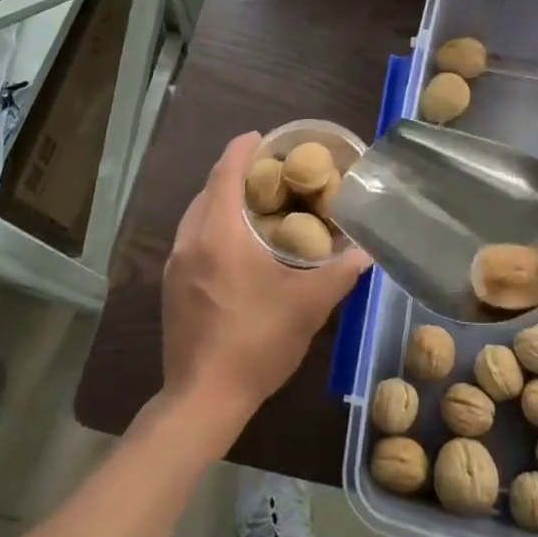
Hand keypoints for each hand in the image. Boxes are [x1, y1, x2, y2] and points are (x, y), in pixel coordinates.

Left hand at [159, 132, 370, 438]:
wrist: (202, 399)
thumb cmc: (255, 343)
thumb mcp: (307, 307)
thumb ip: (339, 274)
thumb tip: (367, 252)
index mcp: (218, 234)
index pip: (225, 173)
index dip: (242, 149)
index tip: (262, 136)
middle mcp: (190, 241)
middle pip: (209, 190)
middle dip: (235, 174)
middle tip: (270, 173)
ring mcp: (175, 265)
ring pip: (197, 215)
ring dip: (222, 201)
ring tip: (256, 204)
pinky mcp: (171, 287)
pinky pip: (192, 238)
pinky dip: (213, 226)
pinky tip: (237, 246)